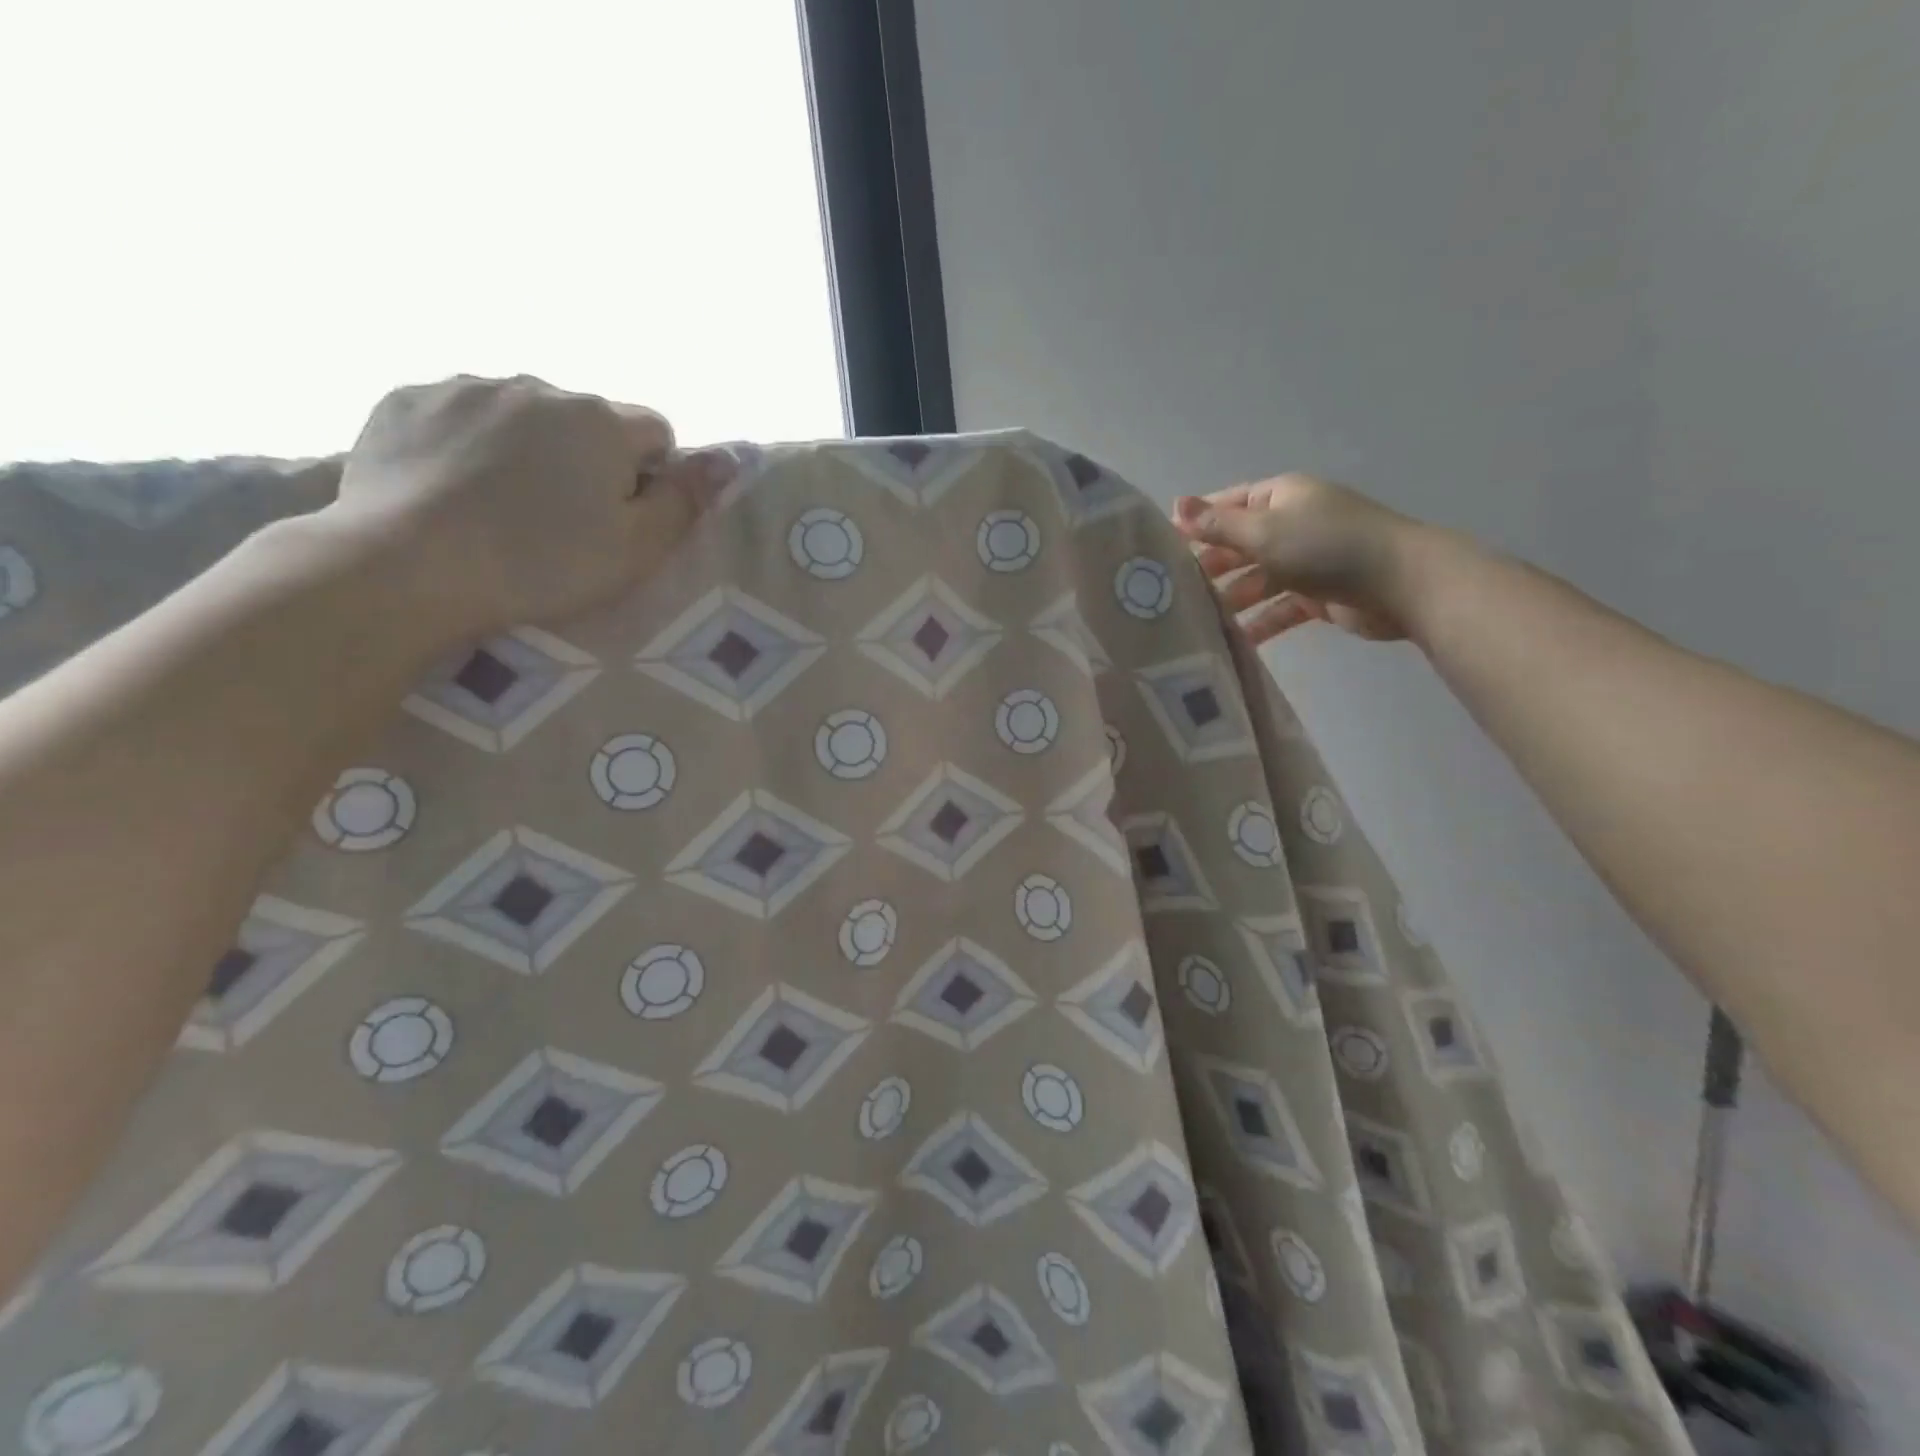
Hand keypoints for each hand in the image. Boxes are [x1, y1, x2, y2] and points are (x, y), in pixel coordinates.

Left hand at [326, 374, 732, 639]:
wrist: (408, 567)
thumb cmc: (541, 565)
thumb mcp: (637, 549)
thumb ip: (685, 500)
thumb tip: (726, 459)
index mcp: (600, 421)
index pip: (655, 432)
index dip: (651, 476)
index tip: (626, 516)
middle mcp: (538, 387)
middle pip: (586, 421)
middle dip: (587, 459)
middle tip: (564, 520)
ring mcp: (466, 386)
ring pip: (523, 414)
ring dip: (528, 447)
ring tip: (503, 505)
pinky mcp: (407, 400)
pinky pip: (460, 413)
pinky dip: (468, 443)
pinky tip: (454, 488)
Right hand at [1170, 474, 1437, 644]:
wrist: (1401, 582)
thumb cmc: (1326, 547)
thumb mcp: (1263, 532)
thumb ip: (1217, 526)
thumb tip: (1174, 505)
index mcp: (1280, 497)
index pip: (1226, 506)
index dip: (1196, 525)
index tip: (1162, 551)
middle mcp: (1291, 524)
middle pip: (1239, 546)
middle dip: (1210, 569)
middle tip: (1174, 594)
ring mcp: (1306, 560)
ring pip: (1257, 580)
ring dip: (1232, 600)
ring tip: (1200, 622)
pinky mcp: (1319, 595)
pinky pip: (1280, 608)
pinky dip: (1260, 623)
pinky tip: (1236, 641)